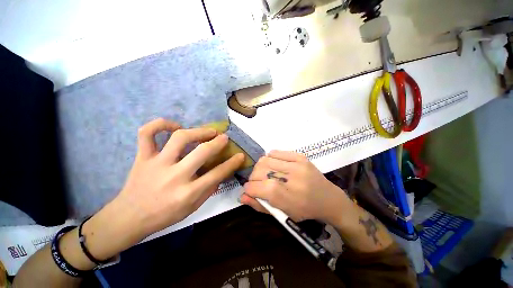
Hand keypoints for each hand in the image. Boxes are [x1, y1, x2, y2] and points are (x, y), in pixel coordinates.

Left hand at [82, 118, 244, 260]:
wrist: (129, 217)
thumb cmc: (165, 215)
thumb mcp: (192, 208)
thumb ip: (209, 189)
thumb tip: (221, 173)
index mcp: (188, 193)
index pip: (217, 174)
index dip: (232, 163)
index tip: (240, 155)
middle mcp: (174, 176)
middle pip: (202, 152)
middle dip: (218, 142)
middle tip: (224, 137)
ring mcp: (157, 164)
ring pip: (179, 138)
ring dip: (198, 131)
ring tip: (207, 131)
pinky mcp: (142, 157)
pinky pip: (147, 133)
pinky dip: (161, 124)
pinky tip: (175, 127)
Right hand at [241, 150, 351, 224]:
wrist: (328, 198)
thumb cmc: (304, 210)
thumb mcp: (282, 213)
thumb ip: (260, 205)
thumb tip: (242, 196)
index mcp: (286, 196)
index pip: (256, 187)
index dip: (248, 188)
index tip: (249, 190)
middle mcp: (291, 178)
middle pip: (259, 170)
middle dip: (253, 178)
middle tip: (257, 182)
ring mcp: (296, 164)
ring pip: (265, 159)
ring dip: (260, 167)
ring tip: (265, 174)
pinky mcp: (300, 156)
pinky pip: (275, 152)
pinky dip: (270, 158)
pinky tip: (274, 165)